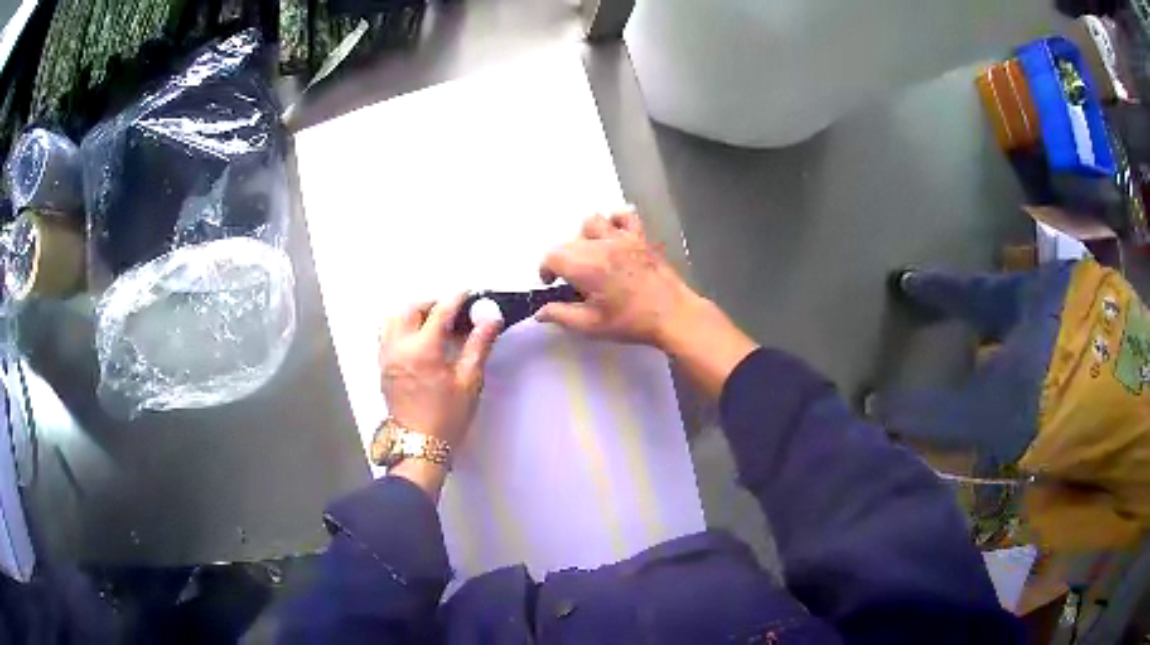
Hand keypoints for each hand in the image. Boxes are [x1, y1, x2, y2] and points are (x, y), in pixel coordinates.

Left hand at [379, 294, 501, 449]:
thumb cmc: (447, 417)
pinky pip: (386, 335)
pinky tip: (416, 340)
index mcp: (423, 350)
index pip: (440, 312)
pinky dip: (400, 328)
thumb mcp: (469, 381)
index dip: (457, 299)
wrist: (421, 443)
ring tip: (431, 323)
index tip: (468, 295)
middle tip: (451, 311)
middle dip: (432, 304)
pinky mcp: (382, 366)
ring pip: (393, 319)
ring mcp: (387, 357)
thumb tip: (490, 320)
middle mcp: (399, 348)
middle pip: (411, 309)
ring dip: (412, 314)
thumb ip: (479, 345)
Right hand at [537, 209, 700, 349]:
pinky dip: (614, 222)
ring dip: (584, 238)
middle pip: (569, 241)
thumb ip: (562, 315)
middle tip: (574, 282)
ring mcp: (623, 238)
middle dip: (564, 259)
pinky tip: (614, 237)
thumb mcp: (592, 326)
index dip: (546, 270)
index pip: (552, 256)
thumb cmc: (632, 323)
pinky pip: (624, 216)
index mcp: (587, 267)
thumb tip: (540, 311)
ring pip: (592, 223)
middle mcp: (602, 245)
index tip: (552, 284)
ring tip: (591, 257)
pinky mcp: (640, 237)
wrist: (674, 315)